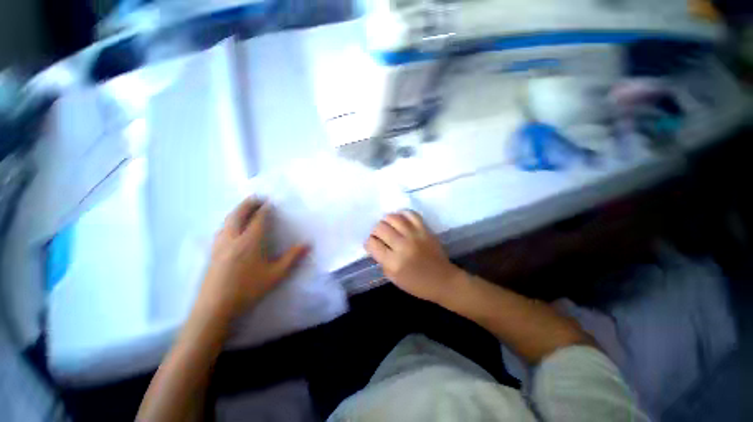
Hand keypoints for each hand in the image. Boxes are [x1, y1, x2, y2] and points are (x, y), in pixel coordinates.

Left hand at [195, 198, 308, 319]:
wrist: (215, 307)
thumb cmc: (248, 289)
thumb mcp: (276, 275)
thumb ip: (292, 257)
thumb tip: (308, 244)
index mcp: (250, 241)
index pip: (258, 218)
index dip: (265, 209)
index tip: (271, 202)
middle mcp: (233, 238)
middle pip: (239, 214)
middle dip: (248, 203)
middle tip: (257, 198)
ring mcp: (220, 244)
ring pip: (227, 220)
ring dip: (237, 211)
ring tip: (246, 208)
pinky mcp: (212, 252)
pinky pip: (222, 229)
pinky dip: (229, 221)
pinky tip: (232, 227)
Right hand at [365, 210, 462, 302]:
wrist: (443, 280)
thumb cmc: (417, 284)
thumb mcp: (393, 278)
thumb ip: (382, 260)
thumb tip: (376, 245)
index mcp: (393, 262)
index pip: (372, 243)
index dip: (369, 242)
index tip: (372, 244)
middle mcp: (402, 245)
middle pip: (380, 228)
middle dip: (375, 231)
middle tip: (379, 235)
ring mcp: (415, 235)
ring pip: (393, 217)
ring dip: (386, 220)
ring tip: (388, 226)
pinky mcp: (425, 230)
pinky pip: (410, 214)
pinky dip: (402, 214)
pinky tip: (400, 220)